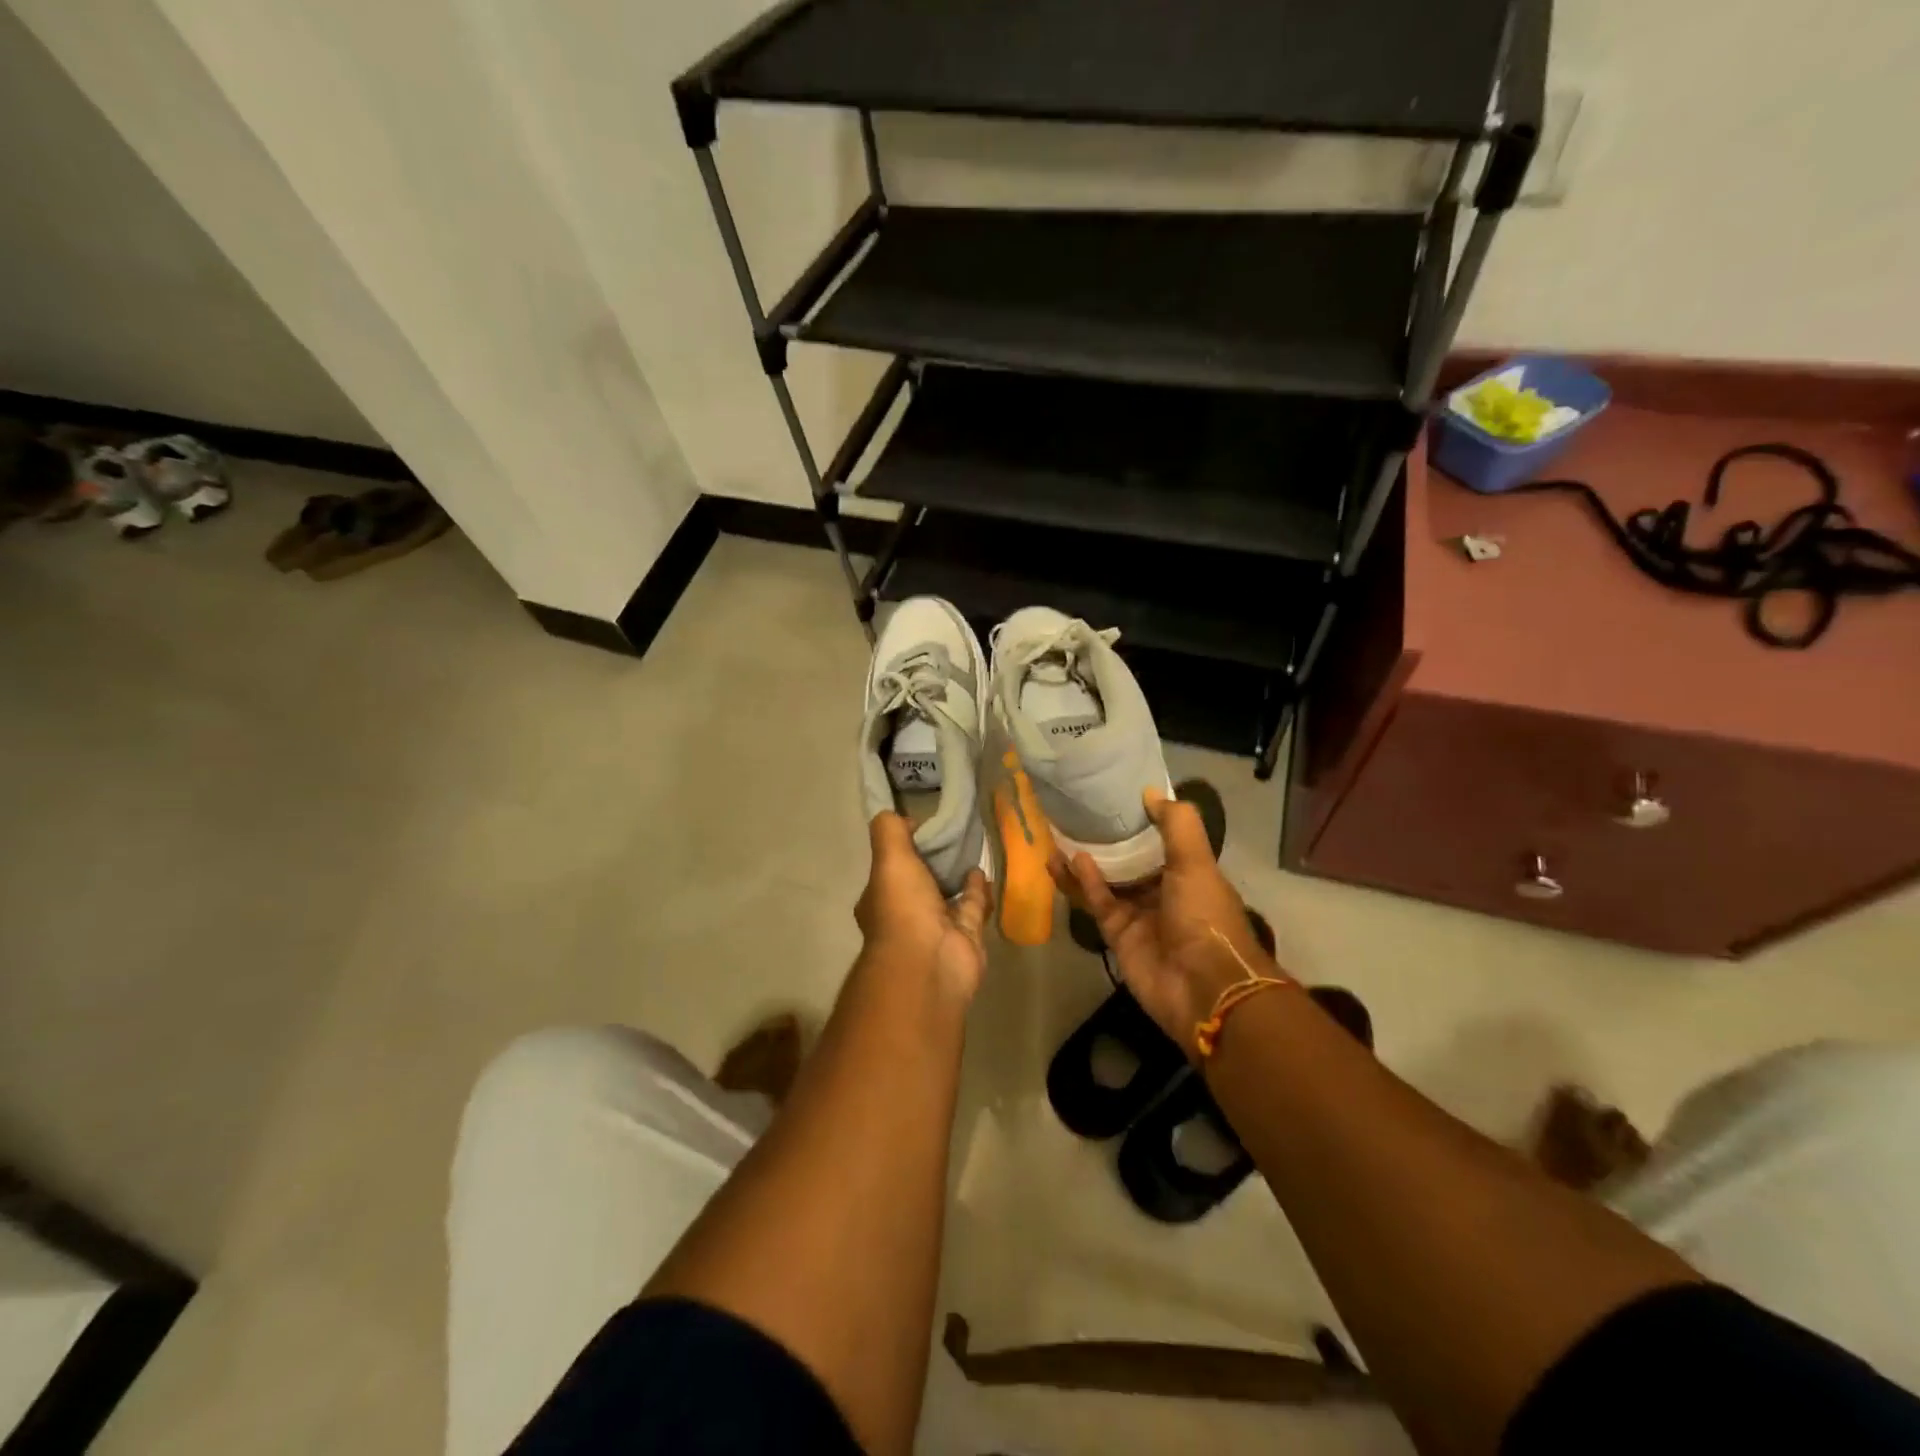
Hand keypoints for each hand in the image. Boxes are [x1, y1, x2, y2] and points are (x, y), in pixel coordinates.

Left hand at [855, 814, 989, 1002]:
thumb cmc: (902, 909)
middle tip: (950, 835)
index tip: (920, 825)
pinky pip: (972, 907)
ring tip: (969, 848)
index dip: (901, 847)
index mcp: (880, 899)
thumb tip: (897, 816)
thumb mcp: (889, 860)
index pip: (889, 868)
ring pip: (947, 895)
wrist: (930, 963)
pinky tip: (983, 870)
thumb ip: (889, 832)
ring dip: (956, 876)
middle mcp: (906, 915)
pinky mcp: (966, 937)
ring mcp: (936, 929)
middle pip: (919, 882)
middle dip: (931, 863)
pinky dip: (977, 890)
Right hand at [1053, 789, 1278, 1057]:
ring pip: (1107, 880)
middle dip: (1107, 841)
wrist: (1203, 986)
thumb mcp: (1196, 861)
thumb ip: (1176, 824)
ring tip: (1060, 833)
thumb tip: (1149, 792)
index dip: (1141, 821)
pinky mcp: (1117, 934)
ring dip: (1086, 860)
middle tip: (1079, 814)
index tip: (1116, 798)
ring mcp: (1139, 915)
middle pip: (1130, 861)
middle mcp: (1164, 892)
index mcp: (1190, 875)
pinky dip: (1084, 882)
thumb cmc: (1205, 916)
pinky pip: (1098, 902)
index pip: (1162, 841)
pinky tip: (1067, 859)